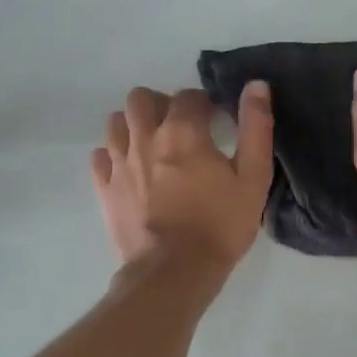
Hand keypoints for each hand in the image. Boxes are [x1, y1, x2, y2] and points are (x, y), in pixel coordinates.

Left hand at [92, 83, 273, 275]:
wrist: (175, 272)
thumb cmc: (220, 225)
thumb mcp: (253, 177)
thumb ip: (256, 127)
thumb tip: (256, 85)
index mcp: (182, 131)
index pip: (188, 95)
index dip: (204, 103)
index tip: (214, 121)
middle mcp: (144, 138)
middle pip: (141, 98)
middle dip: (161, 105)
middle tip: (180, 128)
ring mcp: (119, 163)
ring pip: (116, 122)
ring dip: (134, 125)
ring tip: (153, 146)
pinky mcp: (104, 188)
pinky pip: (100, 156)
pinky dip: (113, 155)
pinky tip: (131, 169)